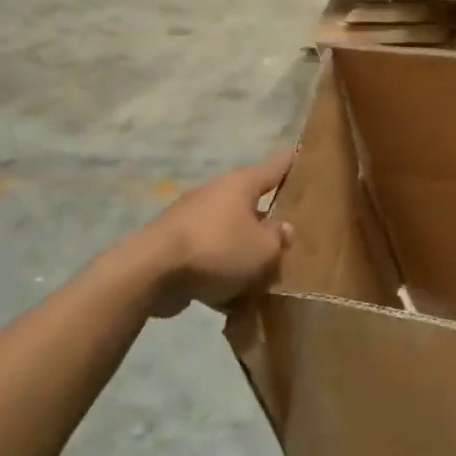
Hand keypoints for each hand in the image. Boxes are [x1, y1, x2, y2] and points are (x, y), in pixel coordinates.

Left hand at [141, 151, 293, 316]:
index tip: (304, 155)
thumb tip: (282, 228)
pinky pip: (207, 258)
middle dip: (267, 222)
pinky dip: (220, 273)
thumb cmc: (218, 249)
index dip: (292, 163)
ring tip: (262, 278)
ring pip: (228, 234)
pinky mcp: (172, 247)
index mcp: (240, 185)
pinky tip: (231, 299)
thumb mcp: (263, 249)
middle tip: (288, 239)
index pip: (275, 167)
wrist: (150, 273)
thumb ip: (278, 238)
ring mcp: (190, 220)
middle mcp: (215, 195)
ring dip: (242, 252)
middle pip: (249, 205)